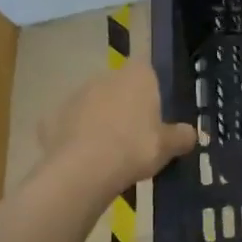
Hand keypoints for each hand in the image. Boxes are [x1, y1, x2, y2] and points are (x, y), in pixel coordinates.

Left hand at [37, 65, 197, 191]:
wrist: (83, 171)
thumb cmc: (135, 148)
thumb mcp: (169, 146)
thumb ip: (182, 137)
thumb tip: (191, 134)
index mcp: (137, 76)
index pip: (147, 70)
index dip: (151, 90)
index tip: (155, 113)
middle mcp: (105, 77)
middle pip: (118, 87)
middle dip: (124, 105)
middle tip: (134, 135)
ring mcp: (74, 96)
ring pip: (92, 104)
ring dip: (99, 120)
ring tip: (108, 151)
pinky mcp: (50, 118)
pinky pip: (69, 126)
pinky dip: (75, 137)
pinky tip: (82, 159)